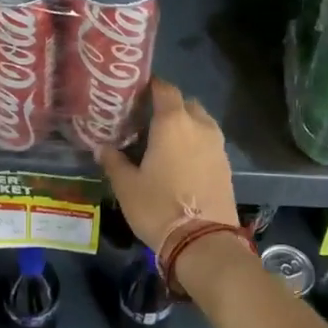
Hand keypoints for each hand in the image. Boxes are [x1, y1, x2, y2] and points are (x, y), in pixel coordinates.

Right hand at [97, 79, 237, 257]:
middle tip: (146, 121)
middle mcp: (199, 125)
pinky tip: (180, 161)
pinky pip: (208, 142)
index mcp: (173, 122)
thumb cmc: (158, 207)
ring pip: (200, 122)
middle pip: (184, 103)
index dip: (150, 86)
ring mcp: (217, 145)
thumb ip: (114, 161)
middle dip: (167, 107)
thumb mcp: (127, 186)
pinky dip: (195, 144)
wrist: (204, 241)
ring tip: (163, 142)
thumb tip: (102, 147)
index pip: (164, 89)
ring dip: (184, 126)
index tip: (135, 94)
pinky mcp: (226, 164)